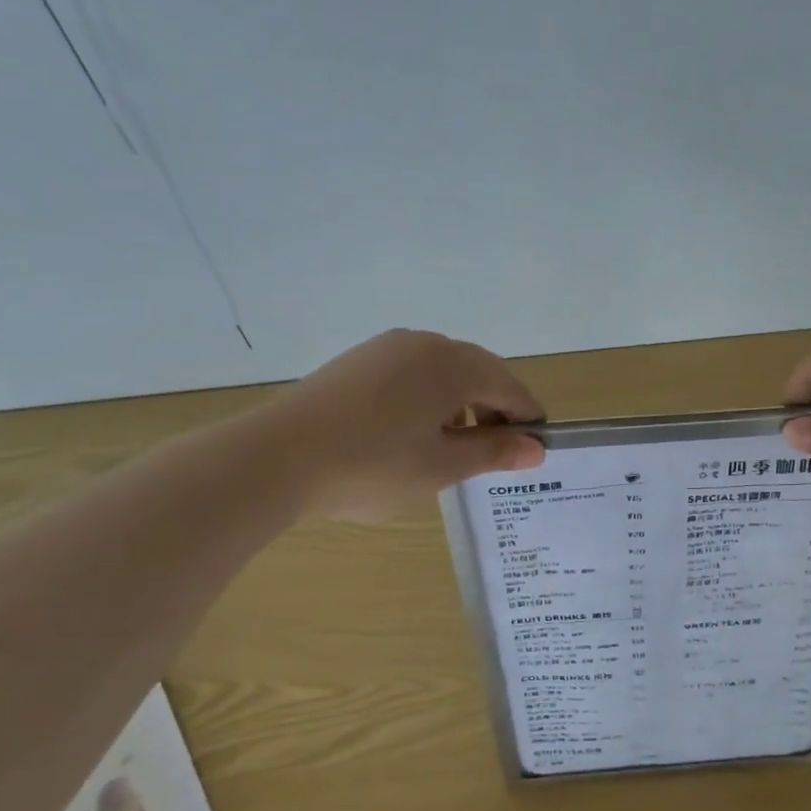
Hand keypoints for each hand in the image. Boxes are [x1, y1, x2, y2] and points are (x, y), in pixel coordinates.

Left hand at [261, 329, 546, 521]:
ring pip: (444, 371)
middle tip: (497, 452)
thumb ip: (494, 453)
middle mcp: (425, 343)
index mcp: (454, 364)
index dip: (527, 418)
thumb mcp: (442, 467)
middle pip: (478, 372)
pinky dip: (428, 398)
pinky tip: (412, 432)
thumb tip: (536, 448)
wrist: (275, 458)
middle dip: (494, 409)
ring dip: (461, 404)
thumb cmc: (372, 465)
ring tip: (454, 446)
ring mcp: (387, 348)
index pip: (509, 387)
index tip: (536, 449)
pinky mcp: (358, 361)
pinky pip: (411, 373)